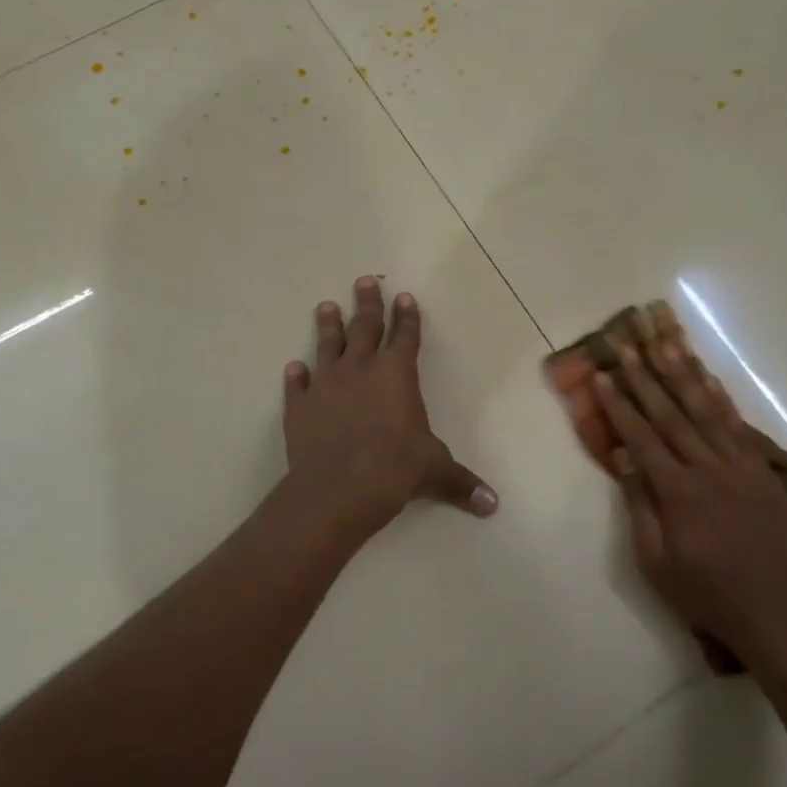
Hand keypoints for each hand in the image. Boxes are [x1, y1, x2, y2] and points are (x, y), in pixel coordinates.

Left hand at [283, 276, 497, 538]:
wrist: (339, 488)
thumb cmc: (396, 469)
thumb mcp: (436, 472)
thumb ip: (462, 483)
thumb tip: (493, 505)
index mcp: (397, 375)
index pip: (405, 337)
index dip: (407, 317)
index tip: (405, 297)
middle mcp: (361, 370)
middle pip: (365, 327)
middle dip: (367, 303)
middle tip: (363, 281)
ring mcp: (326, 385)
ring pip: (327, 346)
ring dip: (328, 326)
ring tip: (326, 307)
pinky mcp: (299, 406)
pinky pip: (297, 386)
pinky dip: (296, 377)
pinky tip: (293, 368)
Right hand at [592, 337, 786, 662]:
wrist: (776, 614)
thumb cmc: (705, 593)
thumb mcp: (656, 562)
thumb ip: (640, 504)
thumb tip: (622, 455)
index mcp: (678, 492)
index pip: (641, 437)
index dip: (619, 404)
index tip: (602, 374)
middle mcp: (709, 469)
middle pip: (671, 414)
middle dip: (645, 377)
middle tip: (626, 344)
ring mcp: (740, 467)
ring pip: (706, 411)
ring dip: (683, 375)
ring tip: (665, 343)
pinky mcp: (763, 472)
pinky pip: (738, 427)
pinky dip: (721, 400)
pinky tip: (708, 378)